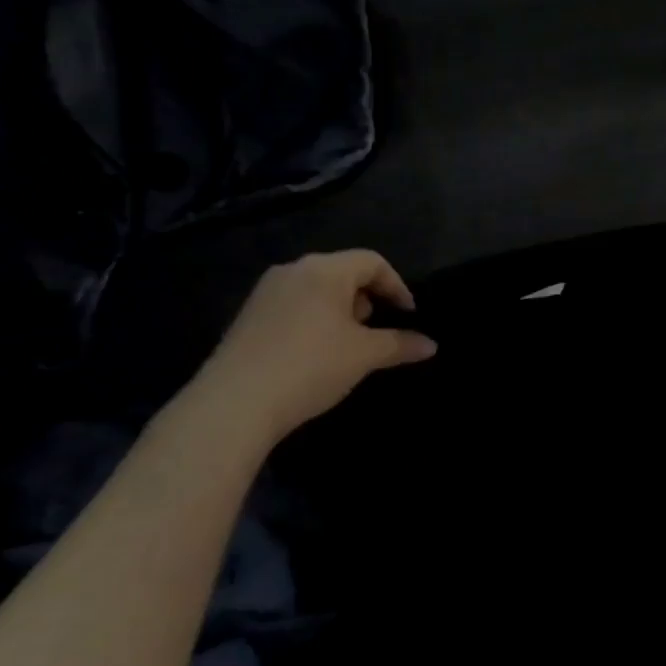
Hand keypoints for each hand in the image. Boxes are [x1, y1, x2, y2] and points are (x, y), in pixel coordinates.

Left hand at [192, 250, 436, 447]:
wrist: (234, 403)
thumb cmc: (311, 366)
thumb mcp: (364, 355)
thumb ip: (400, 344)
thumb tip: (431, 344)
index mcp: (324, 270)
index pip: (372, 262)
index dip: (397, 286)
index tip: (408, 315)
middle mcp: (293, 270)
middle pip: (343, 272)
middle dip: (367, 298)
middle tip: (377, 330)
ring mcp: (265, 292)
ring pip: (317, 289)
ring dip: (340, 310)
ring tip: (348, 344)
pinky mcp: (248, 316)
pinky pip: (294, 305)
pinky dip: (315, 320)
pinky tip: (316, 354)